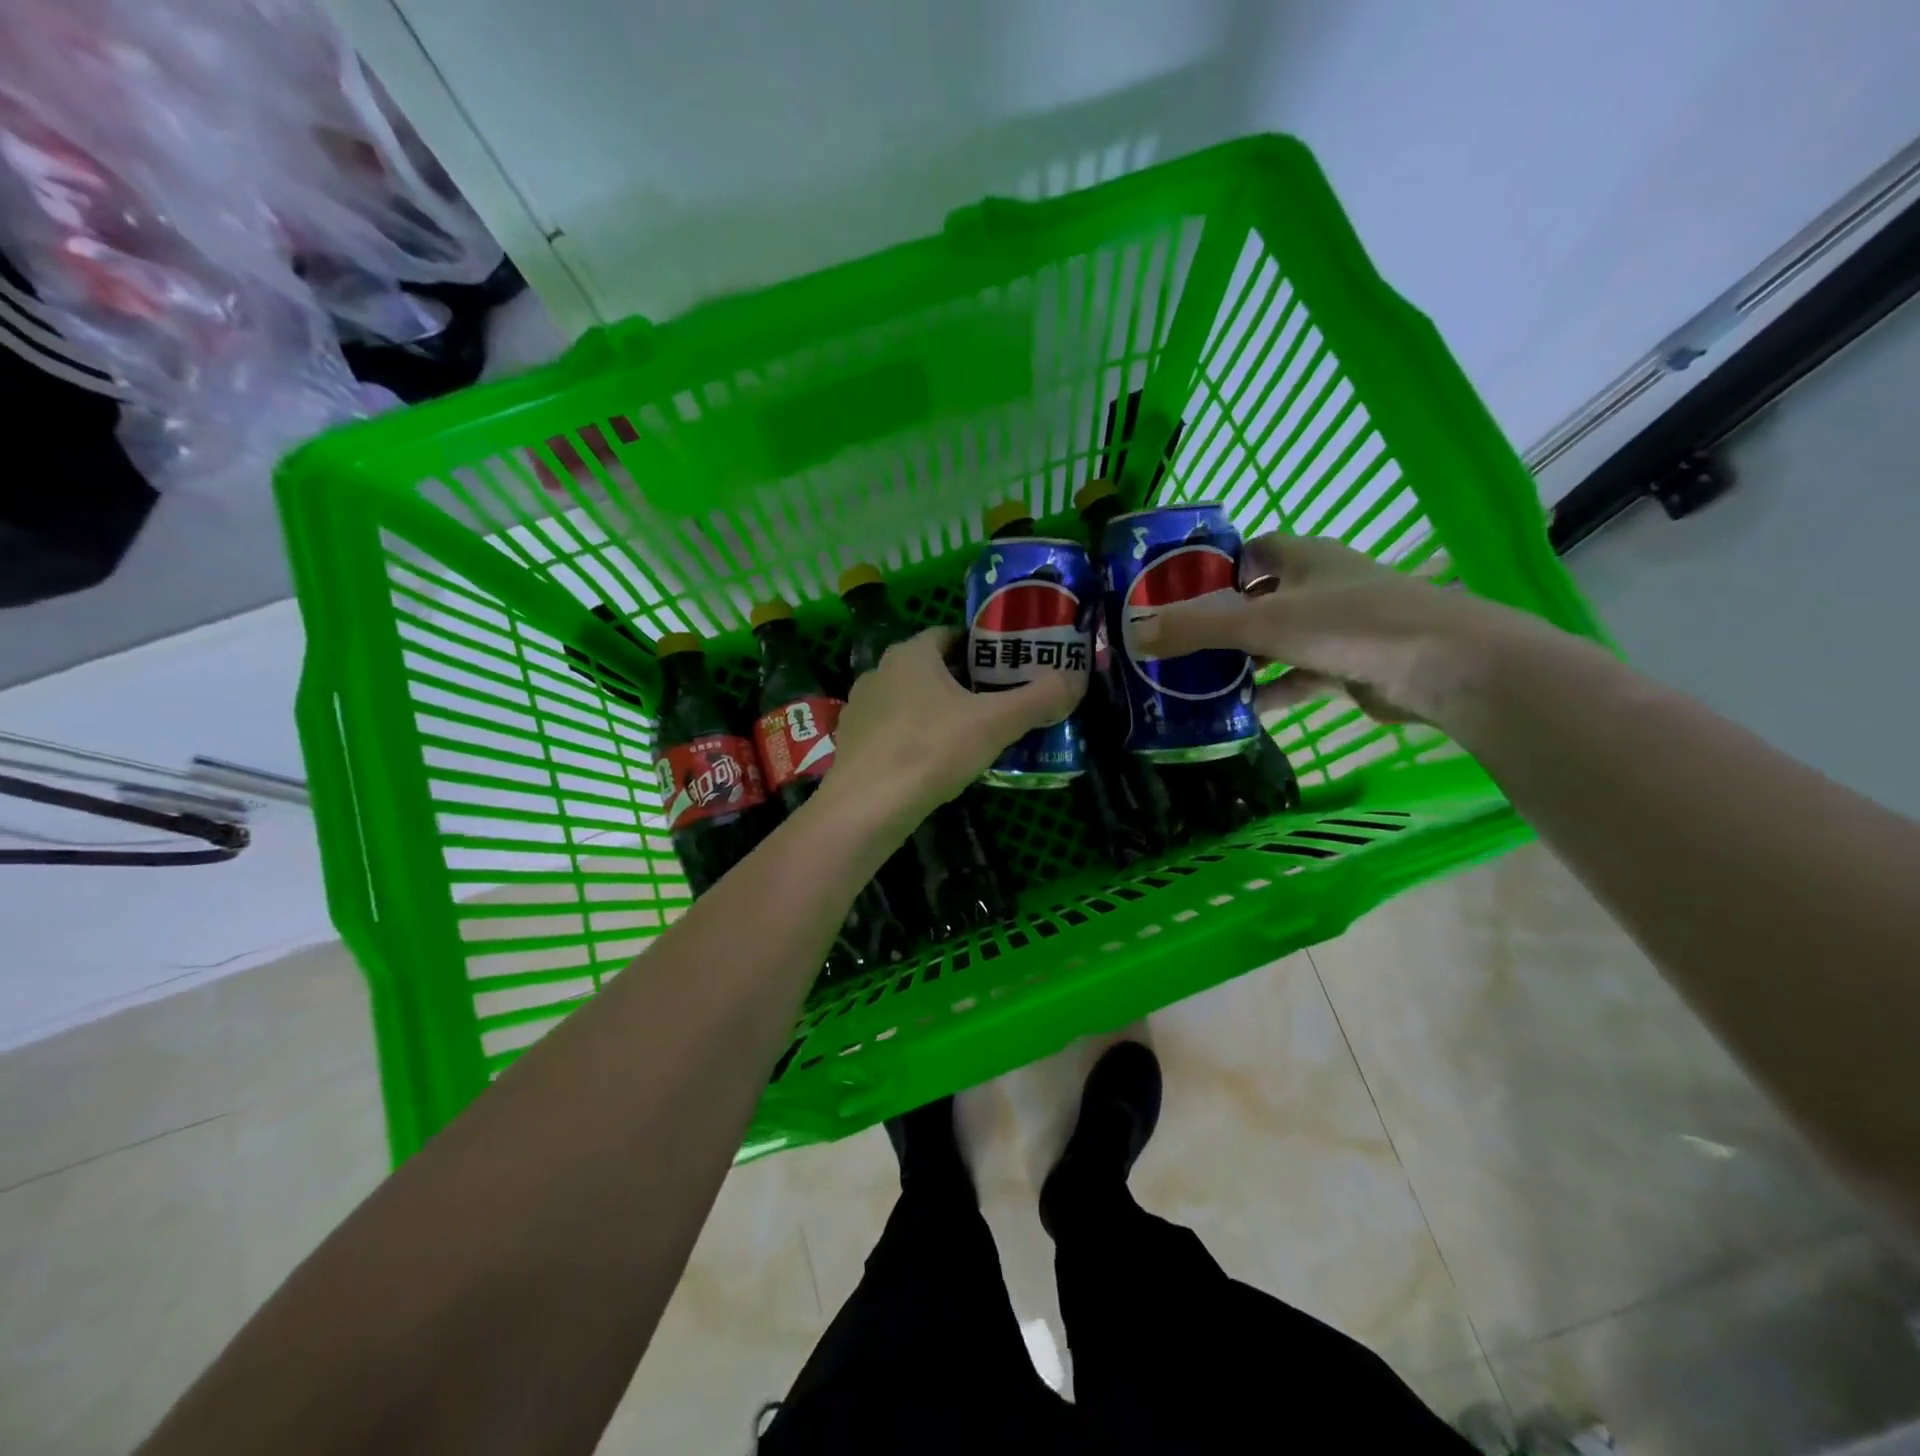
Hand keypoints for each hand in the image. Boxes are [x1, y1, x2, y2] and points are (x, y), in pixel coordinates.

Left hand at [821, 627, 1082, 830]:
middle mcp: (880, 671)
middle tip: (996, 704)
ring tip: (967, 736)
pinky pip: (891, 730)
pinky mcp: (851, 742)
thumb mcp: (995, 723)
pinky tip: (931, 762)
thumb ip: (1038, 698)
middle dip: (962, 681)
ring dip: (935, 710)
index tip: (1006, 669)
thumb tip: (1075, 678)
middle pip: (930, 667)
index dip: (980, 648)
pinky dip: (912, 737)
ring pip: (908, 699)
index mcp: (911, 654)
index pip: (950, 635)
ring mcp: (860, 707)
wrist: (867, 806)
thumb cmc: (932, 750)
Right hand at [1128, 533, 1549, 726]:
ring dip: (1246, 659)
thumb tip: (1134, 634)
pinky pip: (1301, 674)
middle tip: (1182, 644)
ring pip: (1280, 639)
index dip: (1217, 567)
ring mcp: (1342, 626)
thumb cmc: (1350, 624)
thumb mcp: (1262, 623)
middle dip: (1224, 619)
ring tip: (1201, 682)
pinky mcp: (1353, 665)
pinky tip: (1243, 711)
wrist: (1446, 666)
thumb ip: (1197, 628)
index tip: (1180, 593)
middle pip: (1262, 597)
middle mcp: (1323, 585)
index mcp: (1304, 558)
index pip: (1253, 550)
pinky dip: (1274, 690)